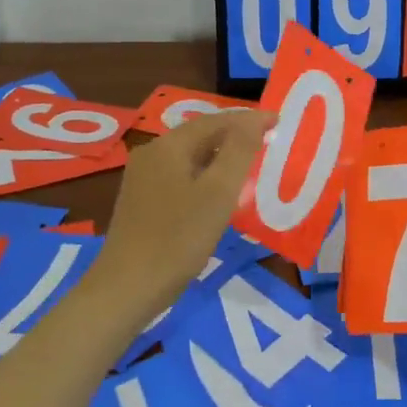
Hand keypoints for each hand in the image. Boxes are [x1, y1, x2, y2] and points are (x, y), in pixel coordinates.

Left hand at [96, 108, 273, 314]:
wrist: (127, 288)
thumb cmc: (178, 239)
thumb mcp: (218, 193)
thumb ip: (239, 151)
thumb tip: (255, 119)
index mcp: (168, 146)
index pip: (216, 120)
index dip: (249, 120)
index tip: (279, 122)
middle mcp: (151, 154)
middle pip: (201, 135)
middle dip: (235, 136)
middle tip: (268, 142)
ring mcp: (143, 178)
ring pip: (191, 157)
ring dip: (221, 157)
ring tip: (250, 164)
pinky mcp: (142, 201)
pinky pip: (181, 176)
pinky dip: (205, 176)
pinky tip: (219, 192)